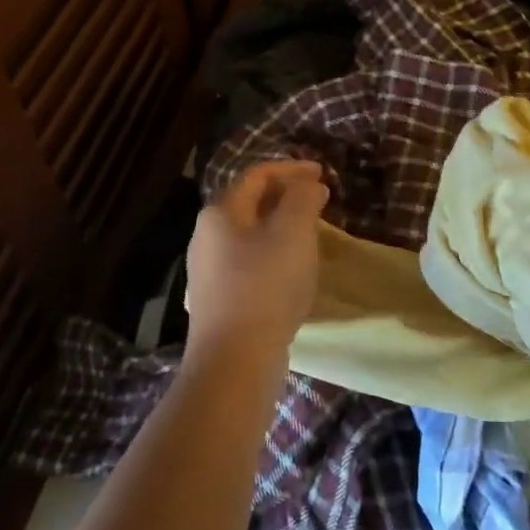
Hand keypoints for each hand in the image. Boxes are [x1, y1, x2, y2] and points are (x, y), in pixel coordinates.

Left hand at [184, 161, 329, 363]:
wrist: (235, 360)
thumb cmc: (265, 285)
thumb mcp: (293, 231)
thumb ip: (303, 198)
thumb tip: (309, 184)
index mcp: (220, 212)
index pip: (257, 175)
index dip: (292, 169)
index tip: (323, 173)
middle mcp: (206, 236)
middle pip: (250, 203)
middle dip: (287, 197)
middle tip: (319, 202)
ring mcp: (208, 271)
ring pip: (250, 235)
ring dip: (281, 227)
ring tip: (311, 234)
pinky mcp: (218, 300)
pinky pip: (249, 263)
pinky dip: (274, 254)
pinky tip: (292, 271)